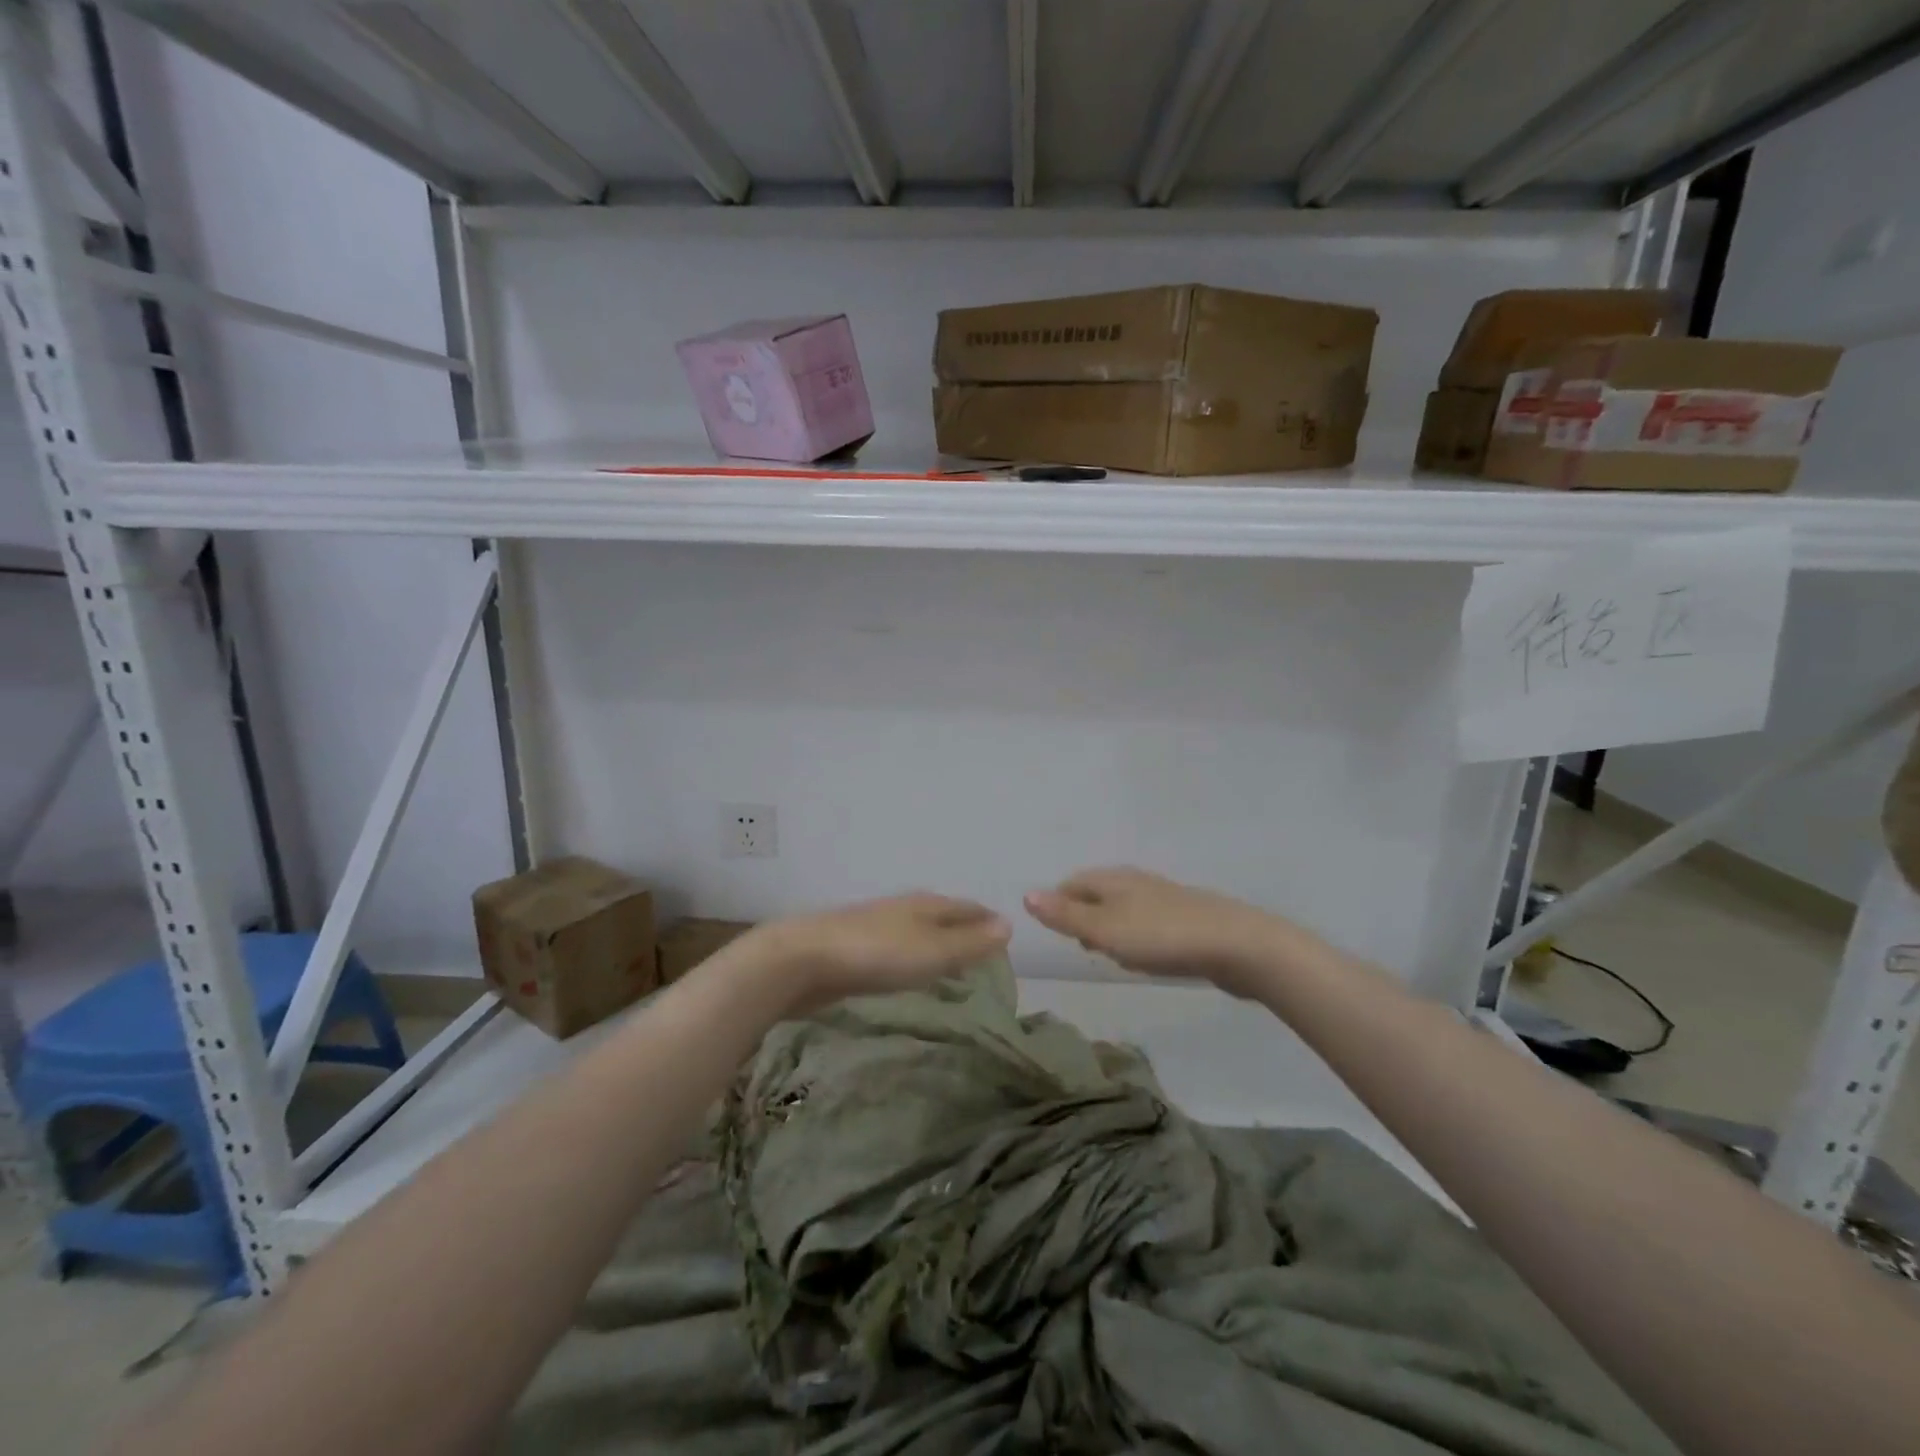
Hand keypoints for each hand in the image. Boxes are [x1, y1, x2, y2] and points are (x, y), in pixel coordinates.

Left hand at [747, 893, 1011, 1015]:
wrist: (804, 959)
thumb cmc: (877, 954)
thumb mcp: (933, 952)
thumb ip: (970, 943)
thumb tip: (1009, 924)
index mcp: (926, 905)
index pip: (967, 908)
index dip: (987, 920)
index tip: (1006, 934)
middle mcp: (904, 909)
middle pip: (942, 916)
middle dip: (964, 929)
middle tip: (985, 952)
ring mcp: (877, 926)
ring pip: (918, 932)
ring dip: (937, 944)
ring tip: (953, 963)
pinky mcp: (855, 948)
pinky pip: (897, 949)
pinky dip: (913, 958)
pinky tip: (909, 972)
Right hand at [1024, 867, 1303, 997]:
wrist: (1236, 946)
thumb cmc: (1161, 936)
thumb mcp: (1105, 929)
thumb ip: (1066, 915)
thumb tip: (1026, 894)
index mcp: (1113, 879)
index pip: (1071, 883)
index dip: (1057, 904)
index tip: (1053, 933)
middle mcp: (1136, 882)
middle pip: (1097, 894)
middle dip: (1083, 917)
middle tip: (1078, 947)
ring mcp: (1163, 900)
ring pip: (1123, 910)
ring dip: (1109, 930)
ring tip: (1107, 956)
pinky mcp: (1185, 920)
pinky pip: (1147, 925)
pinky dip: (1136, 939)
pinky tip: (1144, 960)